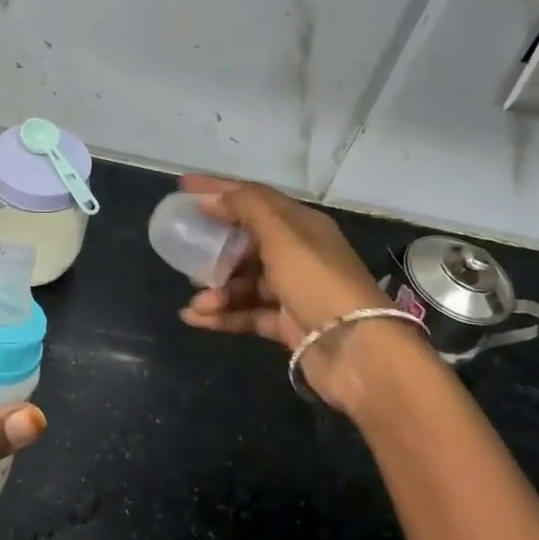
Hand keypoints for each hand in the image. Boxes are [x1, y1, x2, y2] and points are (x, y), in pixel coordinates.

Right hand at [176, 175, 400, 412]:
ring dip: (216, 290)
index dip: (218, 190)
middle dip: (215, 247)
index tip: (182, 188)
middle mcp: (298, 254)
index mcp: (302, 225)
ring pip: (244, 282)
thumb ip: (246, 208)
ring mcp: (293, 291)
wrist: (357, 351)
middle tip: (185, 251)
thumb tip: (212, 198)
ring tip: (197, 302)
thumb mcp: (282, 235)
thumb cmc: (318, 282)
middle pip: (246, 242)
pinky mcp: (287, 324)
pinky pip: (246, 313)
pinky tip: (195, 318)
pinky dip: (222, 315)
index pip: (254, 198)